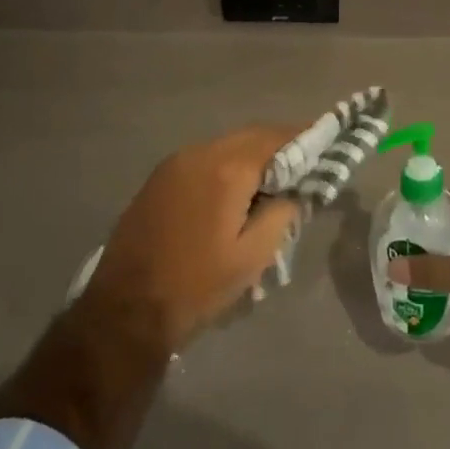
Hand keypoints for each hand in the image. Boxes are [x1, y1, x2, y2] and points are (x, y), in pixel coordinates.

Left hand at [82, 125, 301, 352]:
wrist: (124, 311)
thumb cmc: (197, 286)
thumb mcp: (253, 256)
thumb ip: (281, 213)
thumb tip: (293, 190)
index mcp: (227, 169)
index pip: (275, 138)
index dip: (303, 137)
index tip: (325, 141)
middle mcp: (200, 153)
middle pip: (250, 136)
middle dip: (278, 145)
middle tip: (303, 163)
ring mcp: (174, 164)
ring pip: (225, 146)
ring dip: (252, 155)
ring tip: (272, 180)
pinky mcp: (159, 179)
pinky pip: (204, 159)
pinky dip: (227, 165)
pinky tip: (235, 190)